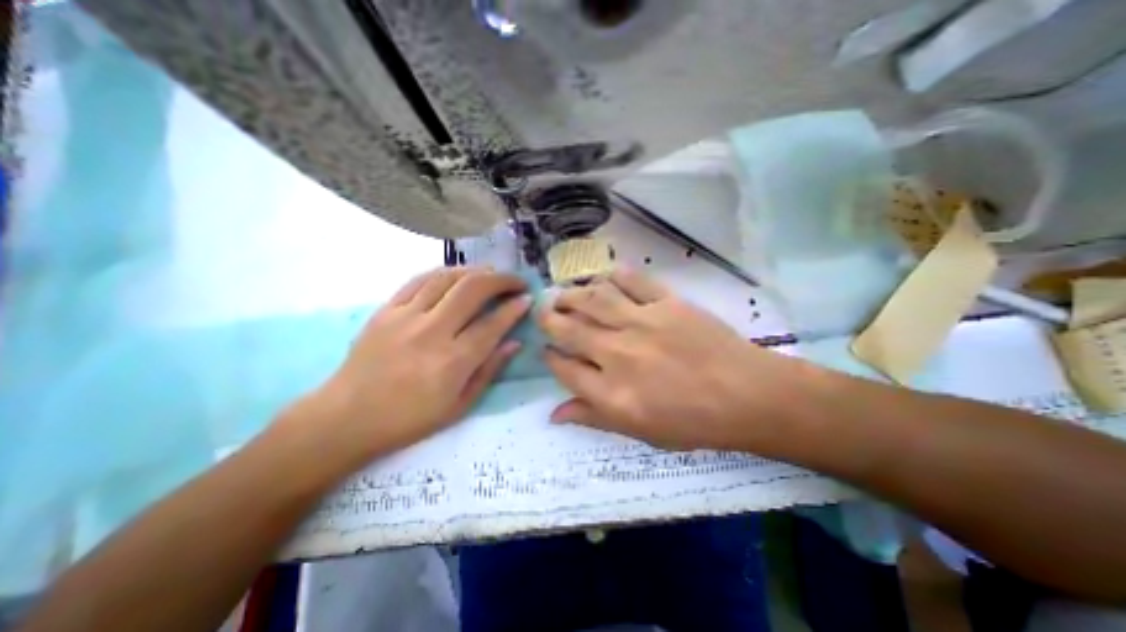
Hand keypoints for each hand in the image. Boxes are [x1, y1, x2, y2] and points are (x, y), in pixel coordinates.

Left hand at [312, 267, 533, 457]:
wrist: (346, 418)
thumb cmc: (409, 420)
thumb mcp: (459, 406)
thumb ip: (489, 370)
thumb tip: (514, 342)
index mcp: (452, 362)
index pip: (492, 324)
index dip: (514, 308)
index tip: (527, 299)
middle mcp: (431, 332)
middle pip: (472, 290)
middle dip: (501, 280)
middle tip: (515, 282)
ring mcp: (405, 317)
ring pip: (447, 278)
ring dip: (475, 271)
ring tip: (490, 274)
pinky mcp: (386, 310)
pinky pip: (419, 280)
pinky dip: (444, 273)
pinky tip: (457, 275)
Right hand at [539, 270, 808, 451]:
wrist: (747, 396)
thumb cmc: (693, 422)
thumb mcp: (639, 432)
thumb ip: (593, 418)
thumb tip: (554, 414)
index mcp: (610, 392)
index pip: (564, 368)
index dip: (551, 357)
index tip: (547, 350)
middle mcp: (618, 353)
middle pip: (570, 329)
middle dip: (549, 319)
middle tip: (543, 312)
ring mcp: (642, 323)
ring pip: (593, 299)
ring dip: (572, 294)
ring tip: (562, 293)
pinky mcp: (666, 303)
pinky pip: (632, 281)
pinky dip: (614, 276)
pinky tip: (604, 277)